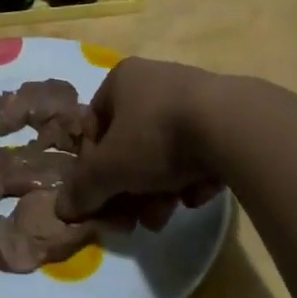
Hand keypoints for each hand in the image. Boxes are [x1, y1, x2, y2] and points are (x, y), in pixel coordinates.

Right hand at [58, 57, 228, 229]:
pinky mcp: (227, 118)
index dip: (92, 163)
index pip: (94, 123)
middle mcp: (155, 80)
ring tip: (164, 217)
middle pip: (130, 143)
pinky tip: (198, 195)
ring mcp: (193, 97)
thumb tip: (62, 208)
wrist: (234, 127)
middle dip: (129, 186)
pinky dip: (193, 177)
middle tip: (133, 218)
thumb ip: (84, 188)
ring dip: (158, 189)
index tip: (101, 195)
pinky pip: (199, 152)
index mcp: (121, 79)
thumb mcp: (110, 168)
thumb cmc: (157, 136)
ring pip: (165, 152)